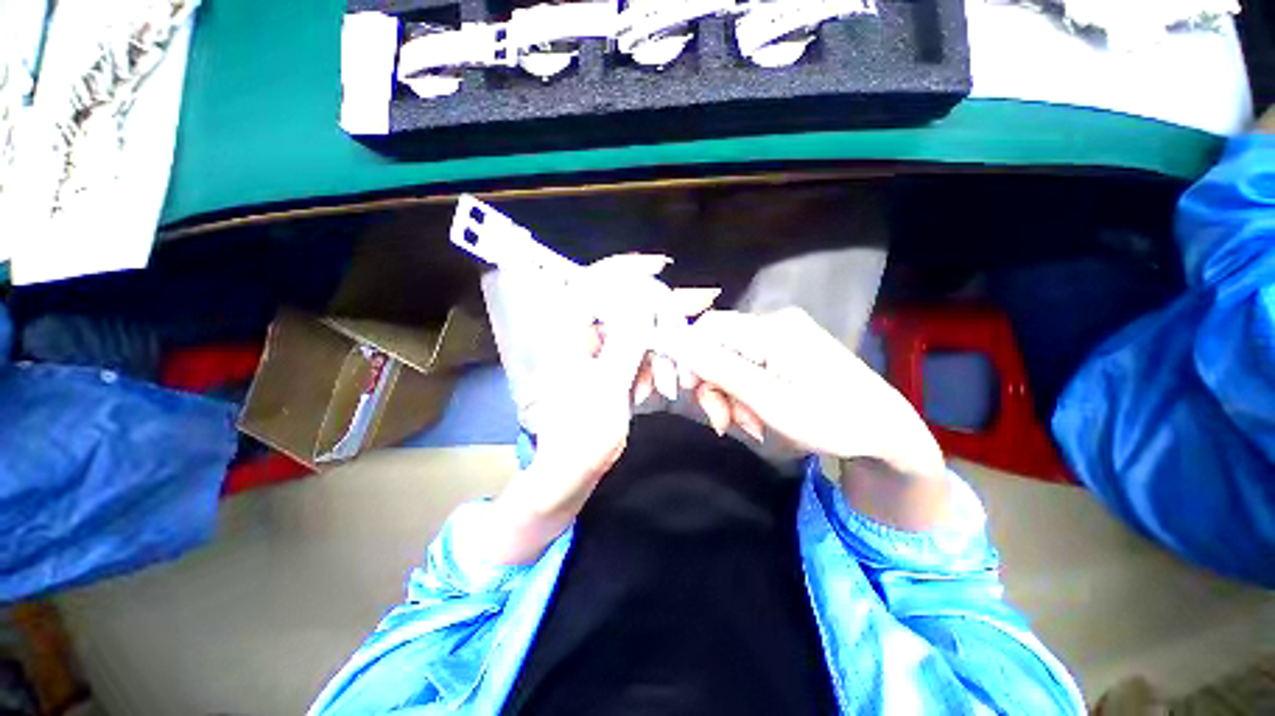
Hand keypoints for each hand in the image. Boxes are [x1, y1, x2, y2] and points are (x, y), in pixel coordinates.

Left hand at [473, 255, 717, 563]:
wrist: (571, 471)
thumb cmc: (582, 434)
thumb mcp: (608, 386)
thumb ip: (628, 340)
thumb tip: (645, 298)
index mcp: (568, 331)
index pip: (595, 280)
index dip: (628, 268)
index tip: (662, 267)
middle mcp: (579, 333)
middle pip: (623, 304)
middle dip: (658, 317)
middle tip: (690, 323)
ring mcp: (594, 350)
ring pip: (634, 330)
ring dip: (656, 351)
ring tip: (665, 382)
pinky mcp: (606, 366)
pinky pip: (635, 352)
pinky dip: (648, 366)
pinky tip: (650, 389)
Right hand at [681, 308, 951, 528]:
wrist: (884, 431)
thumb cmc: (832, 420)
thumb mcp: (770, 401)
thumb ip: (721, 370)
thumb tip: (677, 345)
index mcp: (771, 330)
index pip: (707, 327)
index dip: (688, 357)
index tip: (690, 393)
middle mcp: (773, 323)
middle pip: (716, 346)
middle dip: (713, 385)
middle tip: (724, 422)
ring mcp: (781, 336)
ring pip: (729, 360)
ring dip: (729, 395)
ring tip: (749, 425)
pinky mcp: (785, 350)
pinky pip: (747, 366)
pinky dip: (744, 392)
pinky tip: (757, 415)